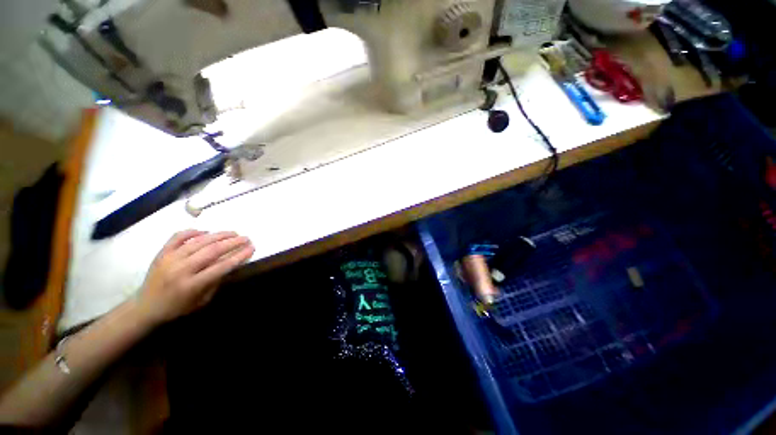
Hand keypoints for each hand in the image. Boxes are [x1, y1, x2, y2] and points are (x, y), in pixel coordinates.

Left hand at [136, 230, 254, 325]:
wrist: (145, 307)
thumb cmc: (177, 307)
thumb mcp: (202, 301)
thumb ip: (216, 281)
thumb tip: (230, 263)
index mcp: (192, 285)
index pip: (222, 266)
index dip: (239, 256)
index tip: (252, 248)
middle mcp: (181, 269)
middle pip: (212, 251)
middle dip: (233, 243)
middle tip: (246, 238)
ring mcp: (169, 259)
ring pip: (199, 241)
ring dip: (219, 235)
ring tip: (233, 232)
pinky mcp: (161, 253)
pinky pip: (178, 237)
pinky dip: (193, 231)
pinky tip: (206, 231)